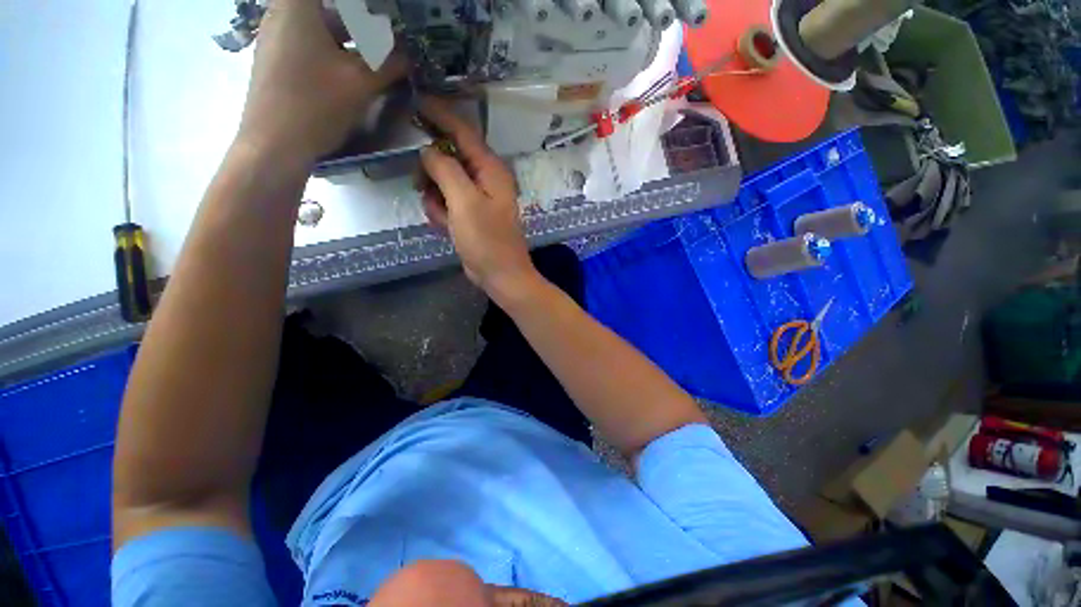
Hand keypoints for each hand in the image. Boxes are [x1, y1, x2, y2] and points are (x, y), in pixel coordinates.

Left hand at [235, 0, 406, 166]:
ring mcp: (275, 37)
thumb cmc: (316, 104)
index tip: (382, 19)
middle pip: (328, 9)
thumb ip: (389, 64)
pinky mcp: (276, 61)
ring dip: (349, 38)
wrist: (274, 145)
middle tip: (385, 39)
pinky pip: (309, 43)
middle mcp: (282, 13)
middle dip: (360, 22)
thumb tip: (409, 56)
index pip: (342, 1)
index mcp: (299, 6)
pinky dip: (333, 51)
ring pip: (319, 26)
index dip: (362, 9)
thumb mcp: (361, 83)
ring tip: (375, 57)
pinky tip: (350, 72)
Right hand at [418, 98, 537, 298]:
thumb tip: (429, 150)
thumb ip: (445, 170)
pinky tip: (445, 226)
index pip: (463, 132)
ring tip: (442, 217)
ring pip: (442, 182)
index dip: (439, 115)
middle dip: (431, 172)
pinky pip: (445, 203)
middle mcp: (485, 179)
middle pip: (448, 158)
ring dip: (435, 198)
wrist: (500, 275)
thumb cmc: (487, 240)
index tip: (415, 102)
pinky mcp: (469, 215)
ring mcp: (476, 198)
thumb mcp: (464, 202)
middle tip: (421, 185)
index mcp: (490, 170)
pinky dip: (440, 212)